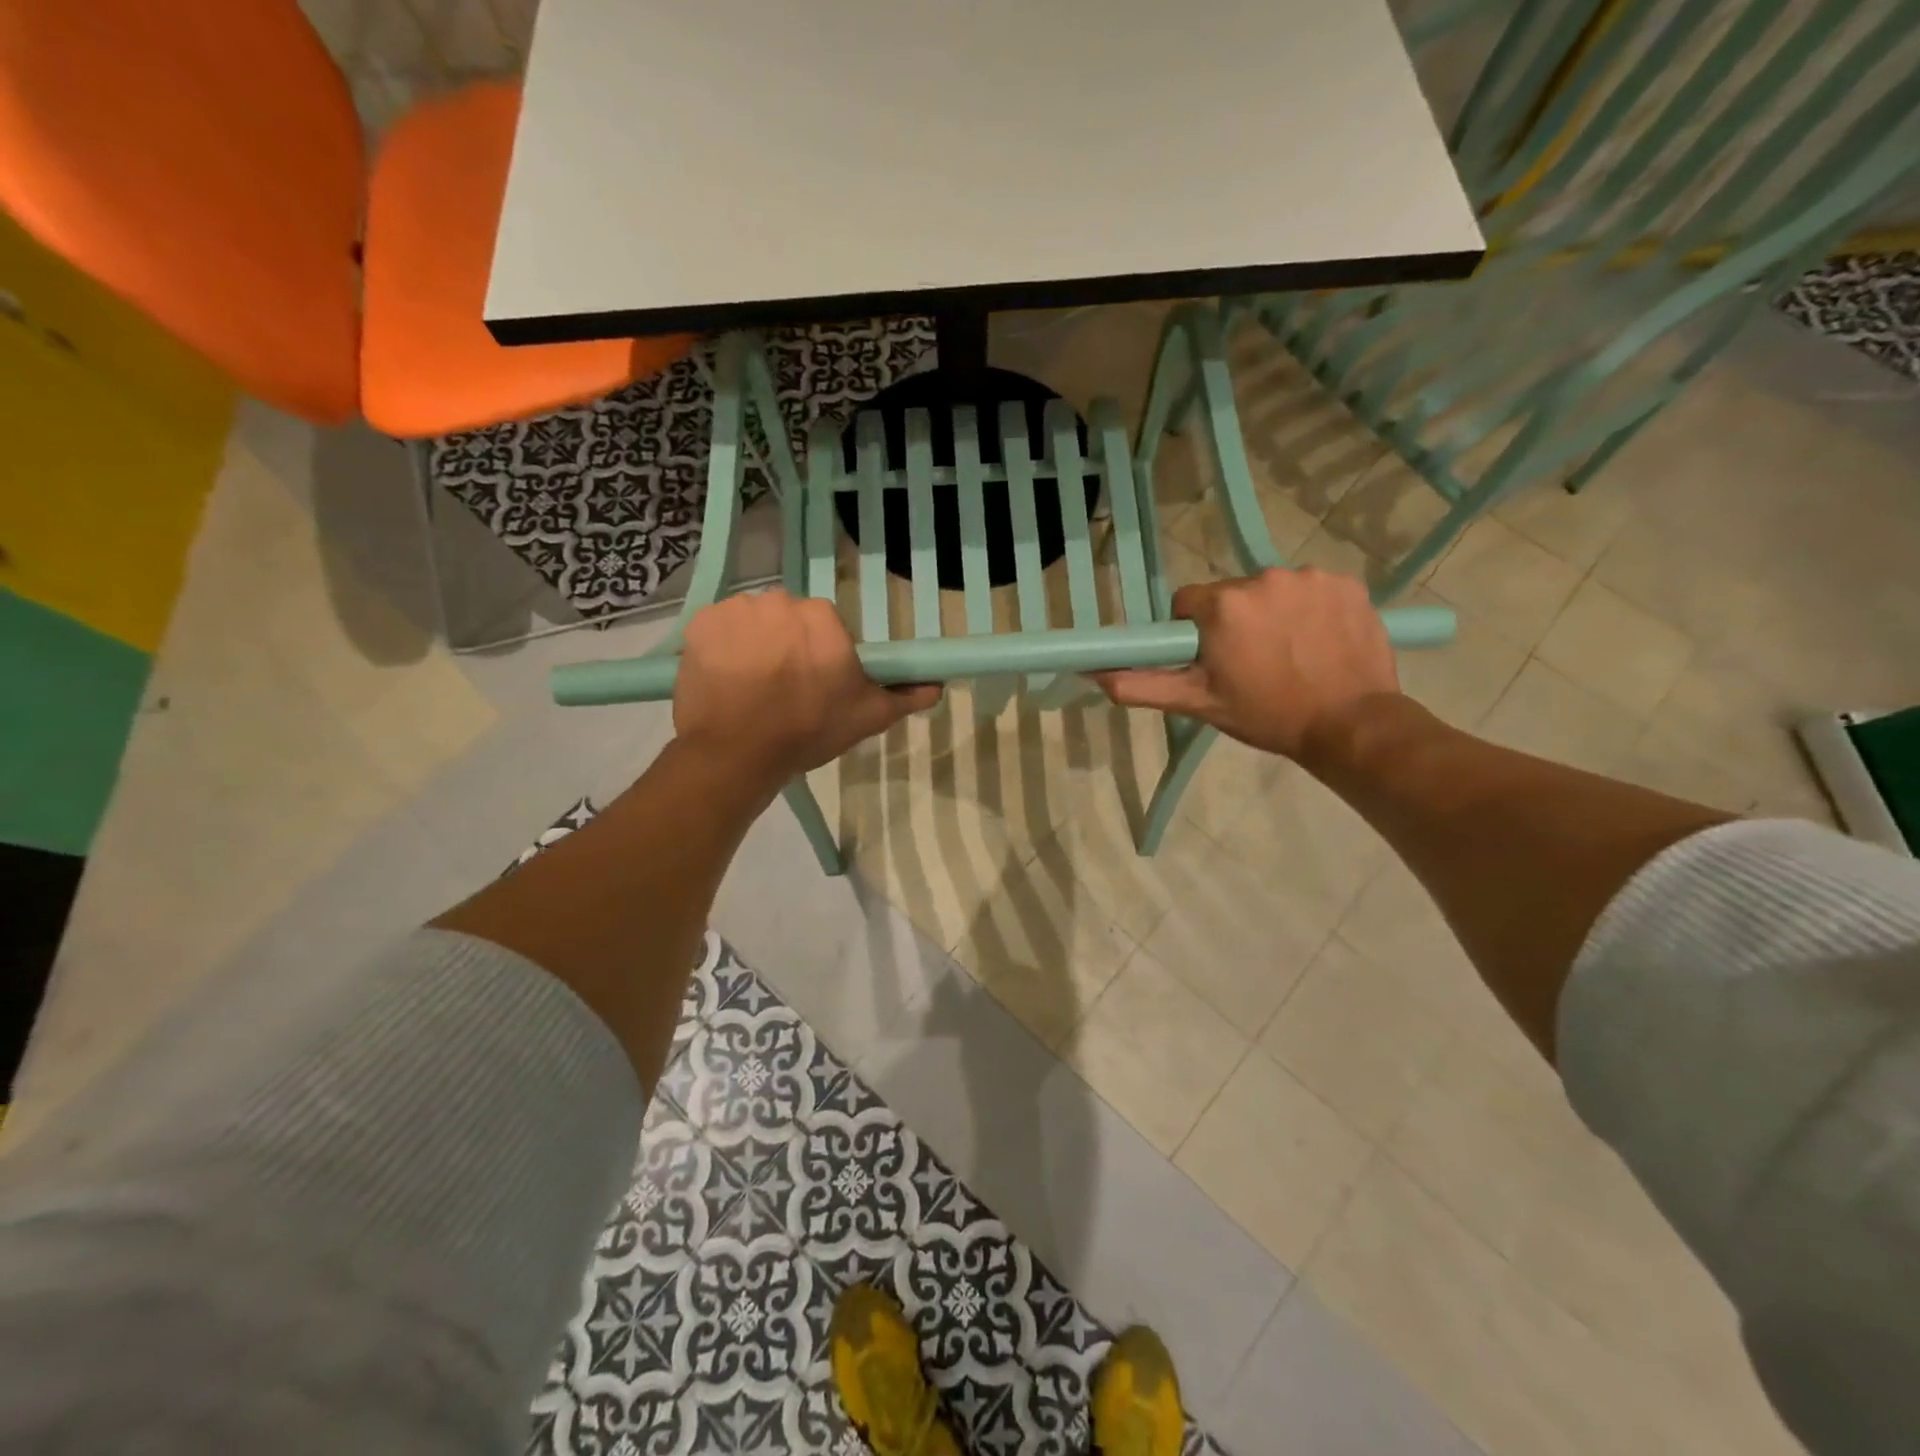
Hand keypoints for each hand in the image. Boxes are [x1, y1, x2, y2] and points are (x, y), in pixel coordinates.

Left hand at [673, 591, 939, 786]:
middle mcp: (781, 601)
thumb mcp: (867, 717)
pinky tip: (726, 678)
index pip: (826, 626)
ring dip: (755, 643)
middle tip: (783, 687)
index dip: (822, 655)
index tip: (815, 683)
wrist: (736, 753)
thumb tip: (937, 685)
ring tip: (752, 685)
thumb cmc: (808, 732)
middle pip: (789, 619)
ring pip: (754, 621)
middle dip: (788, 645)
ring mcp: (737, 610)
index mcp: (823, 617)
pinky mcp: (701, 623)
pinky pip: (719, 627)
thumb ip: (904, 696)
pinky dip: (722, 646)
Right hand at [1093, 568, 1400, 762]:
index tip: (1210, 660)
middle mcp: (1264, 577)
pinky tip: (1318, 642)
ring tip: (1289, 654)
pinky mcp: (1347, 583)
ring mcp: (1310, 577)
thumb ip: (1140, 685)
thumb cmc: (1266, 715)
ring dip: (1272, 615)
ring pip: (1272, 591)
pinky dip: (1310, 610)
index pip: (1188, 602)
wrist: (1350, 725)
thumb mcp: (1196, 704)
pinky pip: (1312, 590)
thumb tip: (1092, 673)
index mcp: (1223, 605)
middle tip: (1250, 663)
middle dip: (1233, 622)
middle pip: (1231, 594)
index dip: (1193, 632)